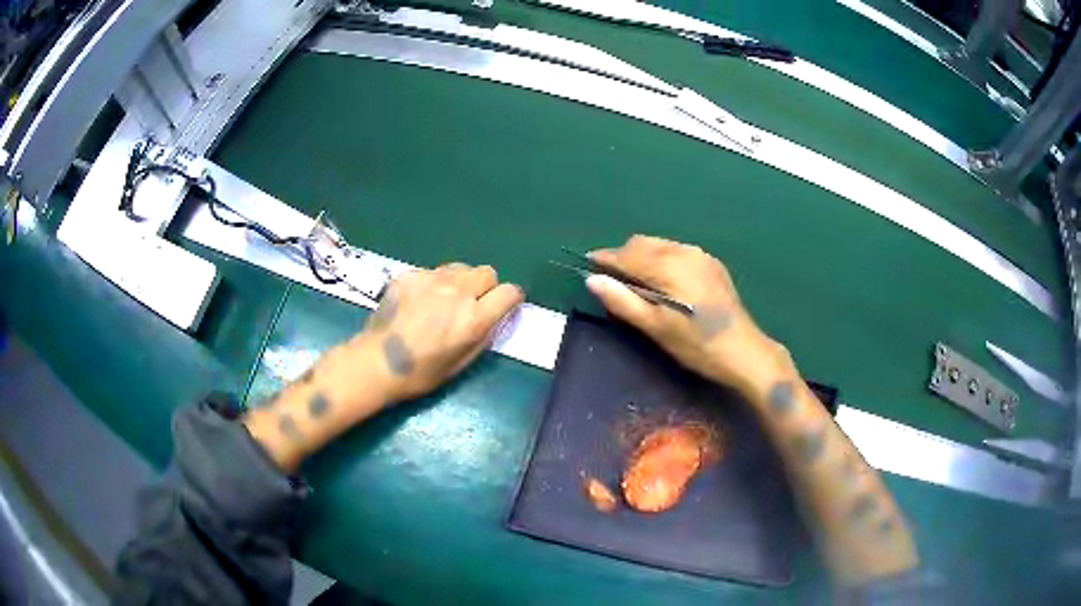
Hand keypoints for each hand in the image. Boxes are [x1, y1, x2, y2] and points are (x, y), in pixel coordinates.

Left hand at [344, 262, 523, 402]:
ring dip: (460, 282)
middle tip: (470, 305)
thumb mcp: (461, 363)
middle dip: (485, 287)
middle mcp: (457, 292)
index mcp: (473, 319)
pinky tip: (417, 301)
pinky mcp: (410, 275)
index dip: (509, 299)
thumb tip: (494, 316)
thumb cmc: (421, 373)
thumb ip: (483, 335)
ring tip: (443, 300)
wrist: (376, 362)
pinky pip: (433, 272)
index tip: (502, 306)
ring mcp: (431, 279)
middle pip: (487, 272)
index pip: (509, 292)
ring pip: (460, 268)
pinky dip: (432, 283)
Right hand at [587, 235, 787, 395]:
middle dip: (623, 257)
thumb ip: (623, 301)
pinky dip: (661, 260)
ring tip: (636, 284)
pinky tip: (663, 283)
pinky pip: (677, 252)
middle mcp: (684, 252)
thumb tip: (592, 280)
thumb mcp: (656, 328)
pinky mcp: (711, 265)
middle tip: (612, 281)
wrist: (745, 352)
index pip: (627, 254)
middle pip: (643, 243)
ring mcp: (701, 256)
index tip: (588, 266)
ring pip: (660, 245)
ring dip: (642, 258)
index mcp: (669, 265)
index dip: (605, 259)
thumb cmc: (697, 345)